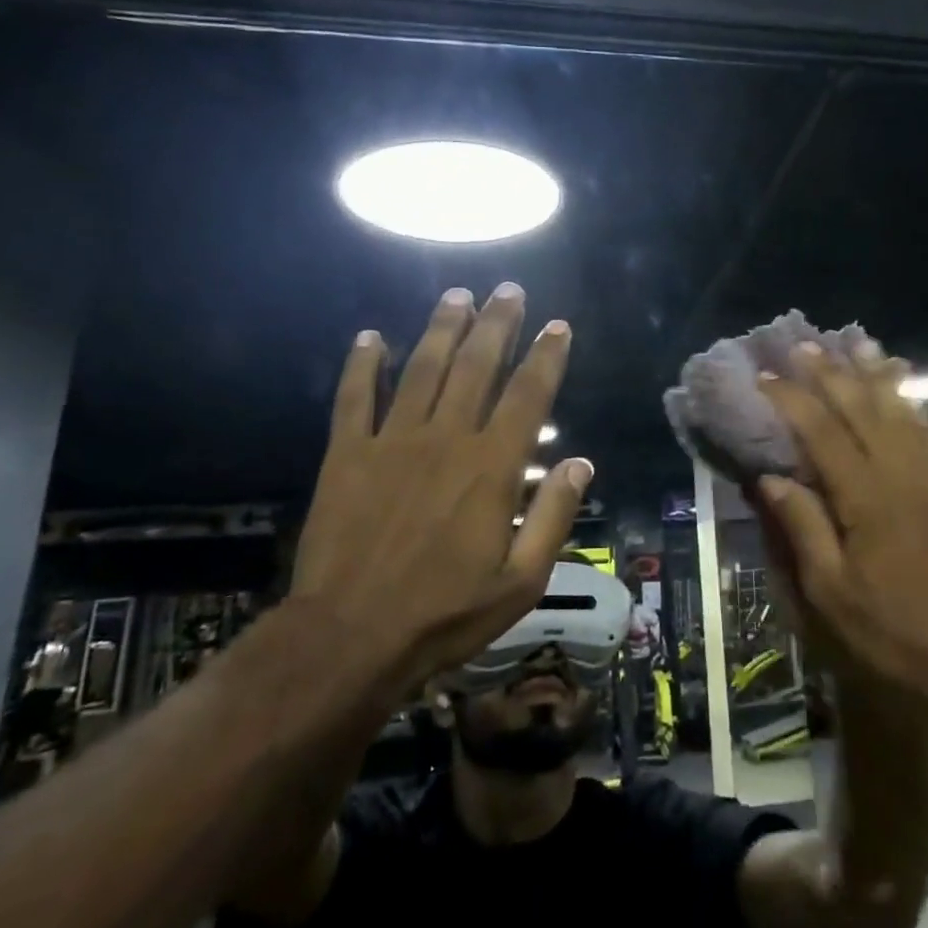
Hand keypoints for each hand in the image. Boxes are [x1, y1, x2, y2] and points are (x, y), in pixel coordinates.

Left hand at [292, 283, 592, 691]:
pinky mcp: (345, 455)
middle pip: (476, 366)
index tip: (558, 325)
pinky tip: (369, 336)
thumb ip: (554, 516)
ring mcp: (392, 441)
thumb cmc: (444, 614)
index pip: (528, 395)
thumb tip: (582, 462)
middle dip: (497, 323)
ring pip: (421, 369)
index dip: (546, 356)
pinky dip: (361, 365)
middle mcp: (446, 438)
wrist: (349, 638)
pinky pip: (354, 398)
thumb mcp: (521, 580)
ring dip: (442, 328)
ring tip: (457, 295)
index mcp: (492, 466)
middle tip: (509, 289)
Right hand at [756, 342, 927, 717]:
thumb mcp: (830, 595)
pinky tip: (904, 387)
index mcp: (865, 499)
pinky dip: (913, 403)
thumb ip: (802, 528)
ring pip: (901, 411)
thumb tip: (769, 477)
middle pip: (861, 409)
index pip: (822, 432)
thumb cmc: (893, 635)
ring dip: (875, 374)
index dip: (791, 399)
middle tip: (805, 343)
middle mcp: (902, 475)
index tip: (766, 375)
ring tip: (856, 342)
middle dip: (830, 373)